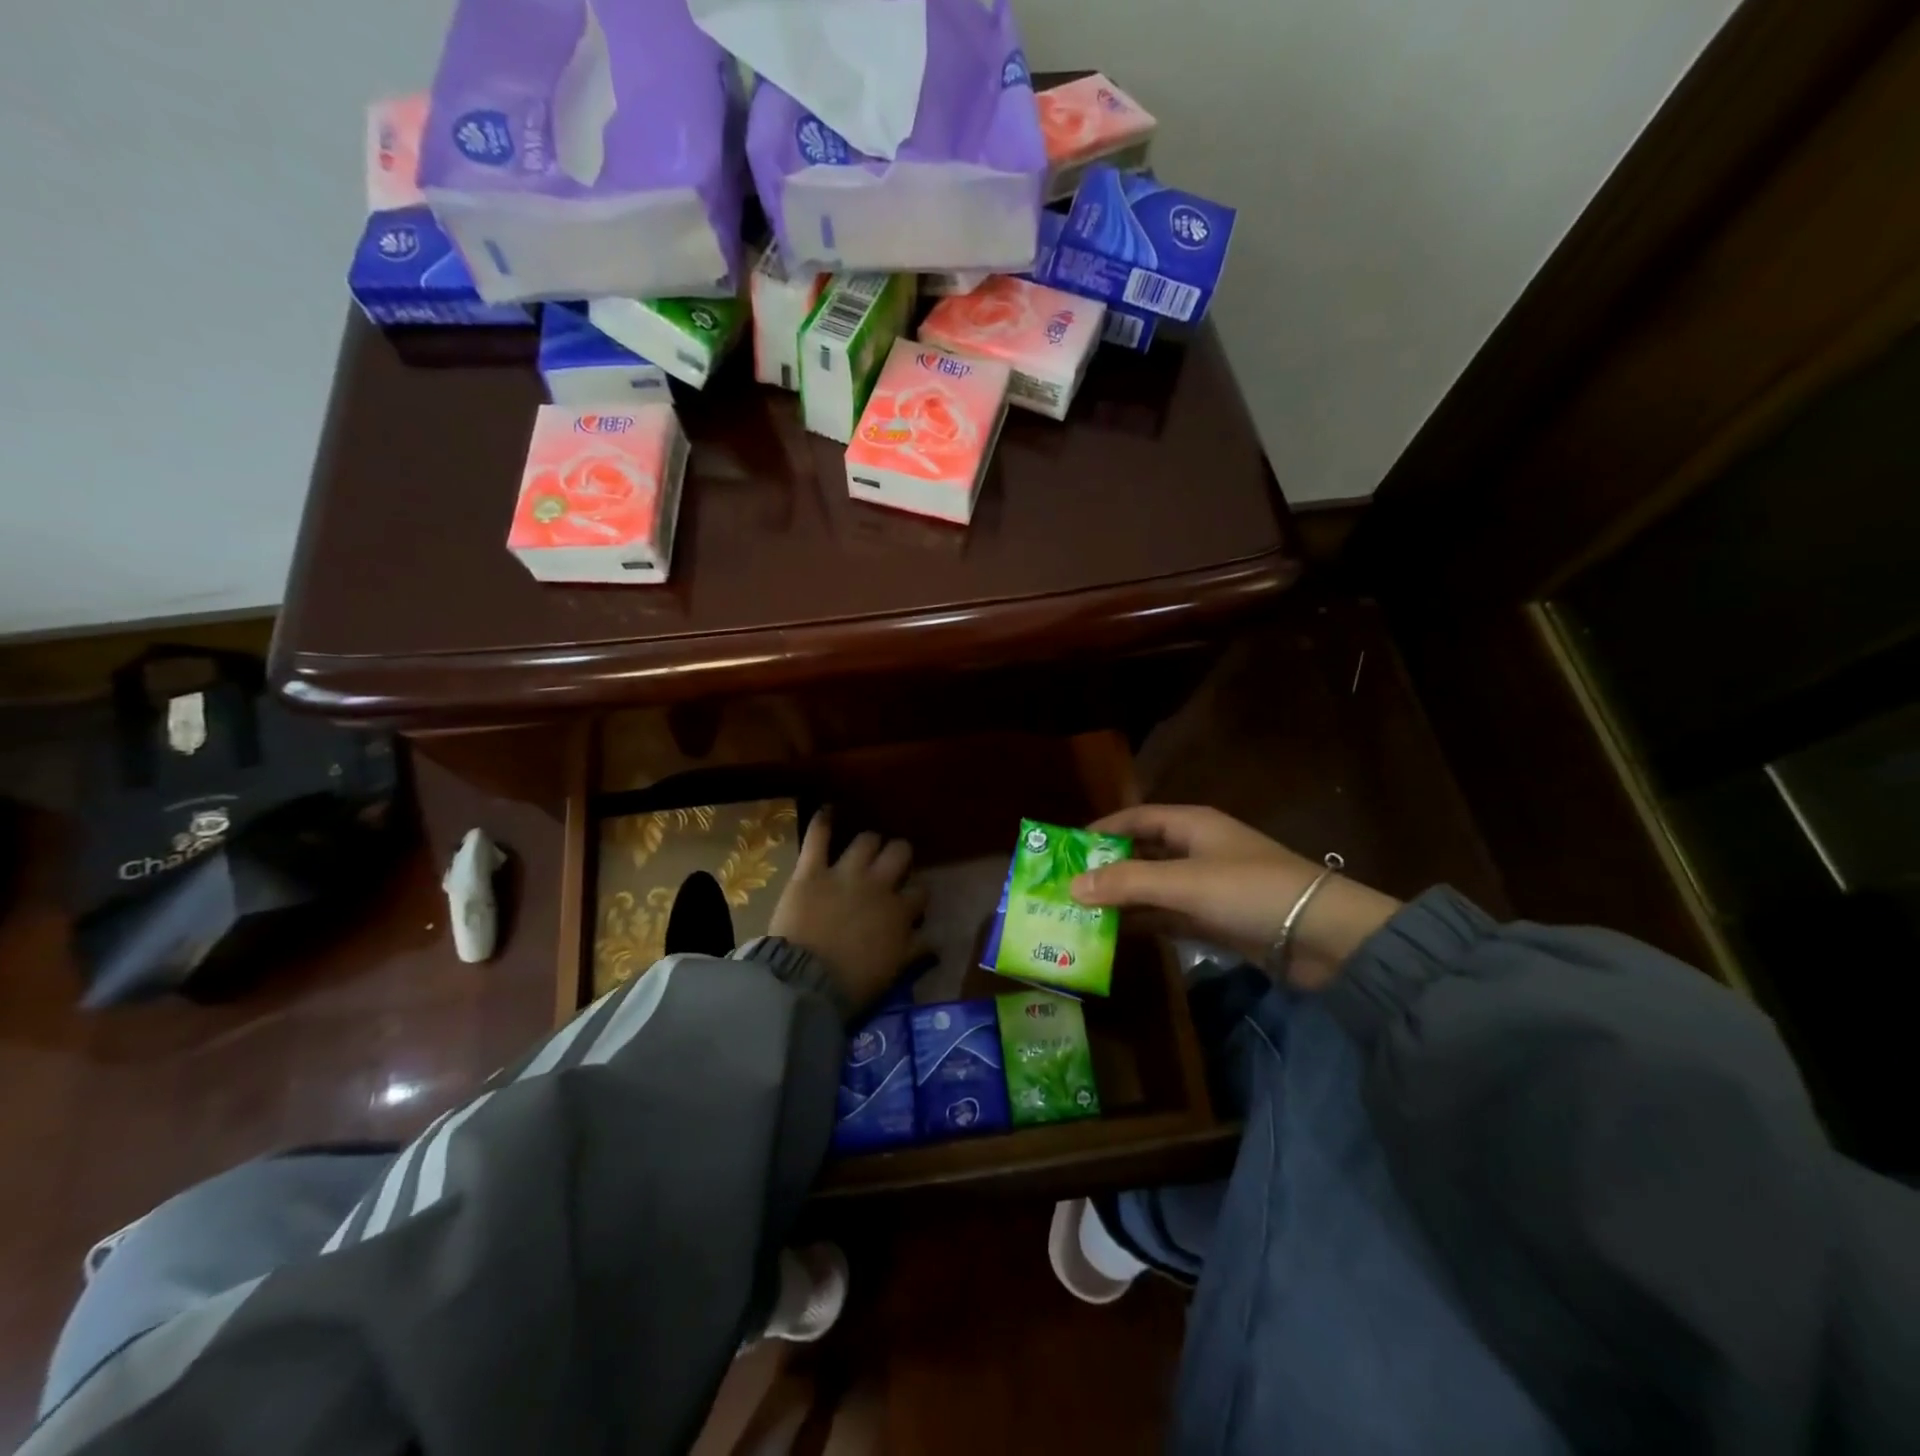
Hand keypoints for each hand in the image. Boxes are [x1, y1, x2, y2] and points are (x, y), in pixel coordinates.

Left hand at [770, 809, 925, 1015]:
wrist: (804, 982)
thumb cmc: (851, 984)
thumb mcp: (893, 971)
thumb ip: (915, 951)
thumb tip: (936, 942)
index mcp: (899, 912)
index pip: (920, 892)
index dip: (916, 894)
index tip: (911, 902)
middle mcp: (877, 885)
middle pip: (899, 853)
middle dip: (899, 855)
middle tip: (892, 863)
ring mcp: (844, 874)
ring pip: (867, 841)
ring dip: (869, 842)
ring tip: (866, 846)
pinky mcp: (811, 871)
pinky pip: (818, 838)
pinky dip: (822, 821)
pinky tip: (827, 809)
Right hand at [1069, 805, 1400, 989]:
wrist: (1322, 937)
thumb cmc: (1250, 892)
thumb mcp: (1183, 882)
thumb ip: (1126, 883)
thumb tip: (1071, 885)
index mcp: (1192, 824)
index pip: (1136, 818)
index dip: (1102, 829)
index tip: (1066, 848)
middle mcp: (1196, 850)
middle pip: (1141, 852)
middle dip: (1106, 868)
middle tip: (1065, 885)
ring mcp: (1207, 886)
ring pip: (1152, 887)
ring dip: (1121, 899)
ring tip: (1079, 913)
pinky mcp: (1215, 919)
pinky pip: (1169, 916)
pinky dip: (1144, 922)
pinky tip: (1114, 935)